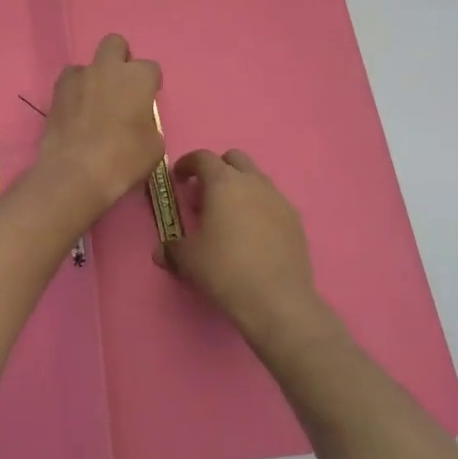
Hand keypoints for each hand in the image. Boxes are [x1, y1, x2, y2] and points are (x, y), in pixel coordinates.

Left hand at [36, 34, 164, 220]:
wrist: (76, 172)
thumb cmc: (124, 159)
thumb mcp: (153, 146)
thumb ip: (148, 124)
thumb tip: (139, 122)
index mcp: (137, 77)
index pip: (151, 68)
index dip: (151, 84)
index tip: (148, 100)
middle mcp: (108, 68)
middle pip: (115, 44)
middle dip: (120, 58)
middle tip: (121, 86)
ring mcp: (79, 77)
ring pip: (88, 63)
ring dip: (94, 77)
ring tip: (94, 102)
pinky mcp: (56, 92)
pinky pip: (69, 81)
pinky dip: (74, 91)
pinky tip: (76, 111)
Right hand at [165, 149, 332, 352]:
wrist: (277, 300)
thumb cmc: (225, 270)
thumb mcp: (188, 260)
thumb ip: (172, 249)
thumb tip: (161, 251)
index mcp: (223, 183)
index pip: (203, 157)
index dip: (187, 164)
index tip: (179, 177)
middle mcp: (253, 182)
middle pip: (234, 159)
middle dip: (217, 169)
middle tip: (205, 194)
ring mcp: (278, 199)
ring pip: (256, 179)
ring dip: (240, 188)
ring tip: (229, 216)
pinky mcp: (295, 220)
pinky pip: (273, 202)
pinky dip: (259, 207)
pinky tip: (253, 234)